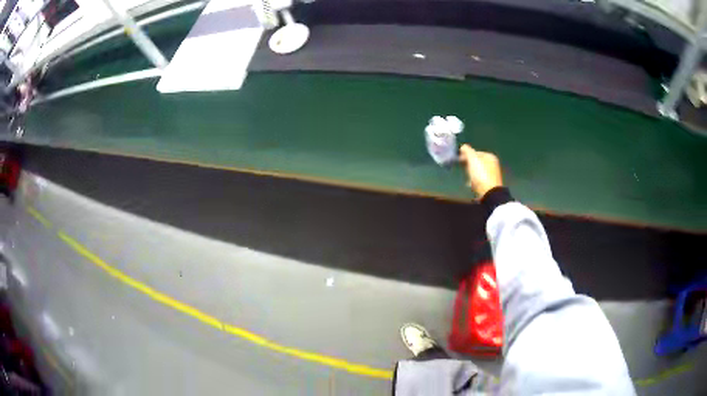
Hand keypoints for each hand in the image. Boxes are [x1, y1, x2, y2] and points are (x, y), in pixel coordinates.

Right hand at [459, 144, 502, 197]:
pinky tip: (471, 185)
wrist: (489, 193)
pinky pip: (479, 180)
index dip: (466, 155)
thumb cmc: (481, 174)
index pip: (475, 152)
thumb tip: (463, 146)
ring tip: (467, 178)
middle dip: (468, 165)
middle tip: (463, 169)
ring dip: (471, 174)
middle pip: (477, 162)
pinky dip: (474, 181)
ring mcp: (492, 175)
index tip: (459, 160)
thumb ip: (467, 151)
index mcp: (490, 156)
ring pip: (477, 171)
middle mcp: (493, 164)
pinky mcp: (490, 184)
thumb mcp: (473, 159)